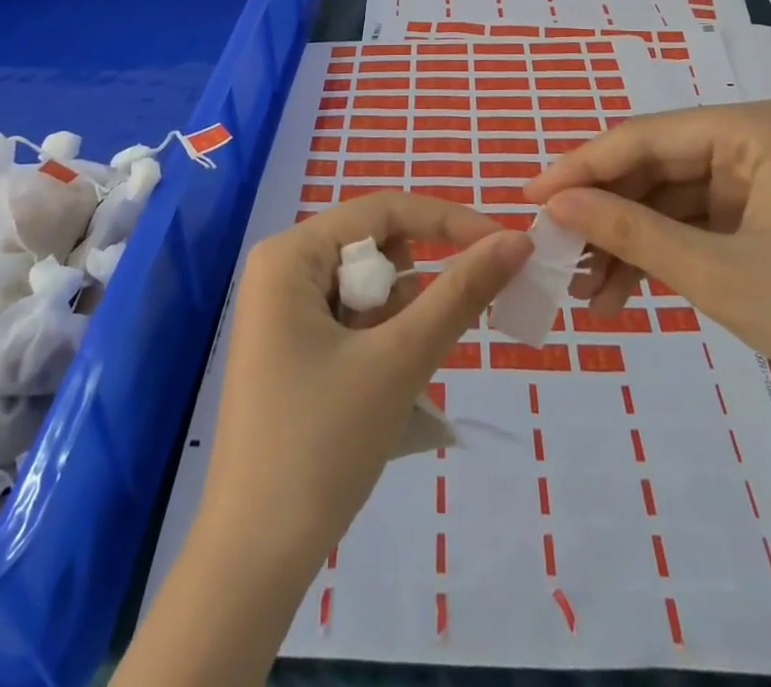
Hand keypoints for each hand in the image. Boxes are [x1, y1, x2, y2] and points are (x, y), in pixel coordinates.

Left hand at [195, 190, 532, 567]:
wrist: (253, 561)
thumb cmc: (321, 445)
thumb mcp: (400, 360)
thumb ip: (461, 292)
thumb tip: (517, 240)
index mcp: (291, 253)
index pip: (384, 209)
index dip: (448, 221)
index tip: (505, 246)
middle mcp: (282, 267)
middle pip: (375, 247)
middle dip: (414, 287)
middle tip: (421, 343)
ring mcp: (282, 308)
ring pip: (368, 286)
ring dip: (398, 321)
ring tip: (385, 379)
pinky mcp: (291, 344)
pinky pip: (353, 317)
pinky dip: (381, 341)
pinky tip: (372, 391)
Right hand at [525, 101, 770, 433]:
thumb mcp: (714, 273)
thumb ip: (628, 231)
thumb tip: (553, 205)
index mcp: (753, 128)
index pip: (644, 137)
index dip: (581, 168)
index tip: (529, 197)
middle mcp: (754, 138)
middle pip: (655, 166)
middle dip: (605, 214)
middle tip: (554, 252)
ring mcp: (761, 177)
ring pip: (670, 199)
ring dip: (629, 243)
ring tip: (586, 292)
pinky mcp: (765, 214)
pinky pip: (696, 223)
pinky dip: (662, 255)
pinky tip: (624, 293)